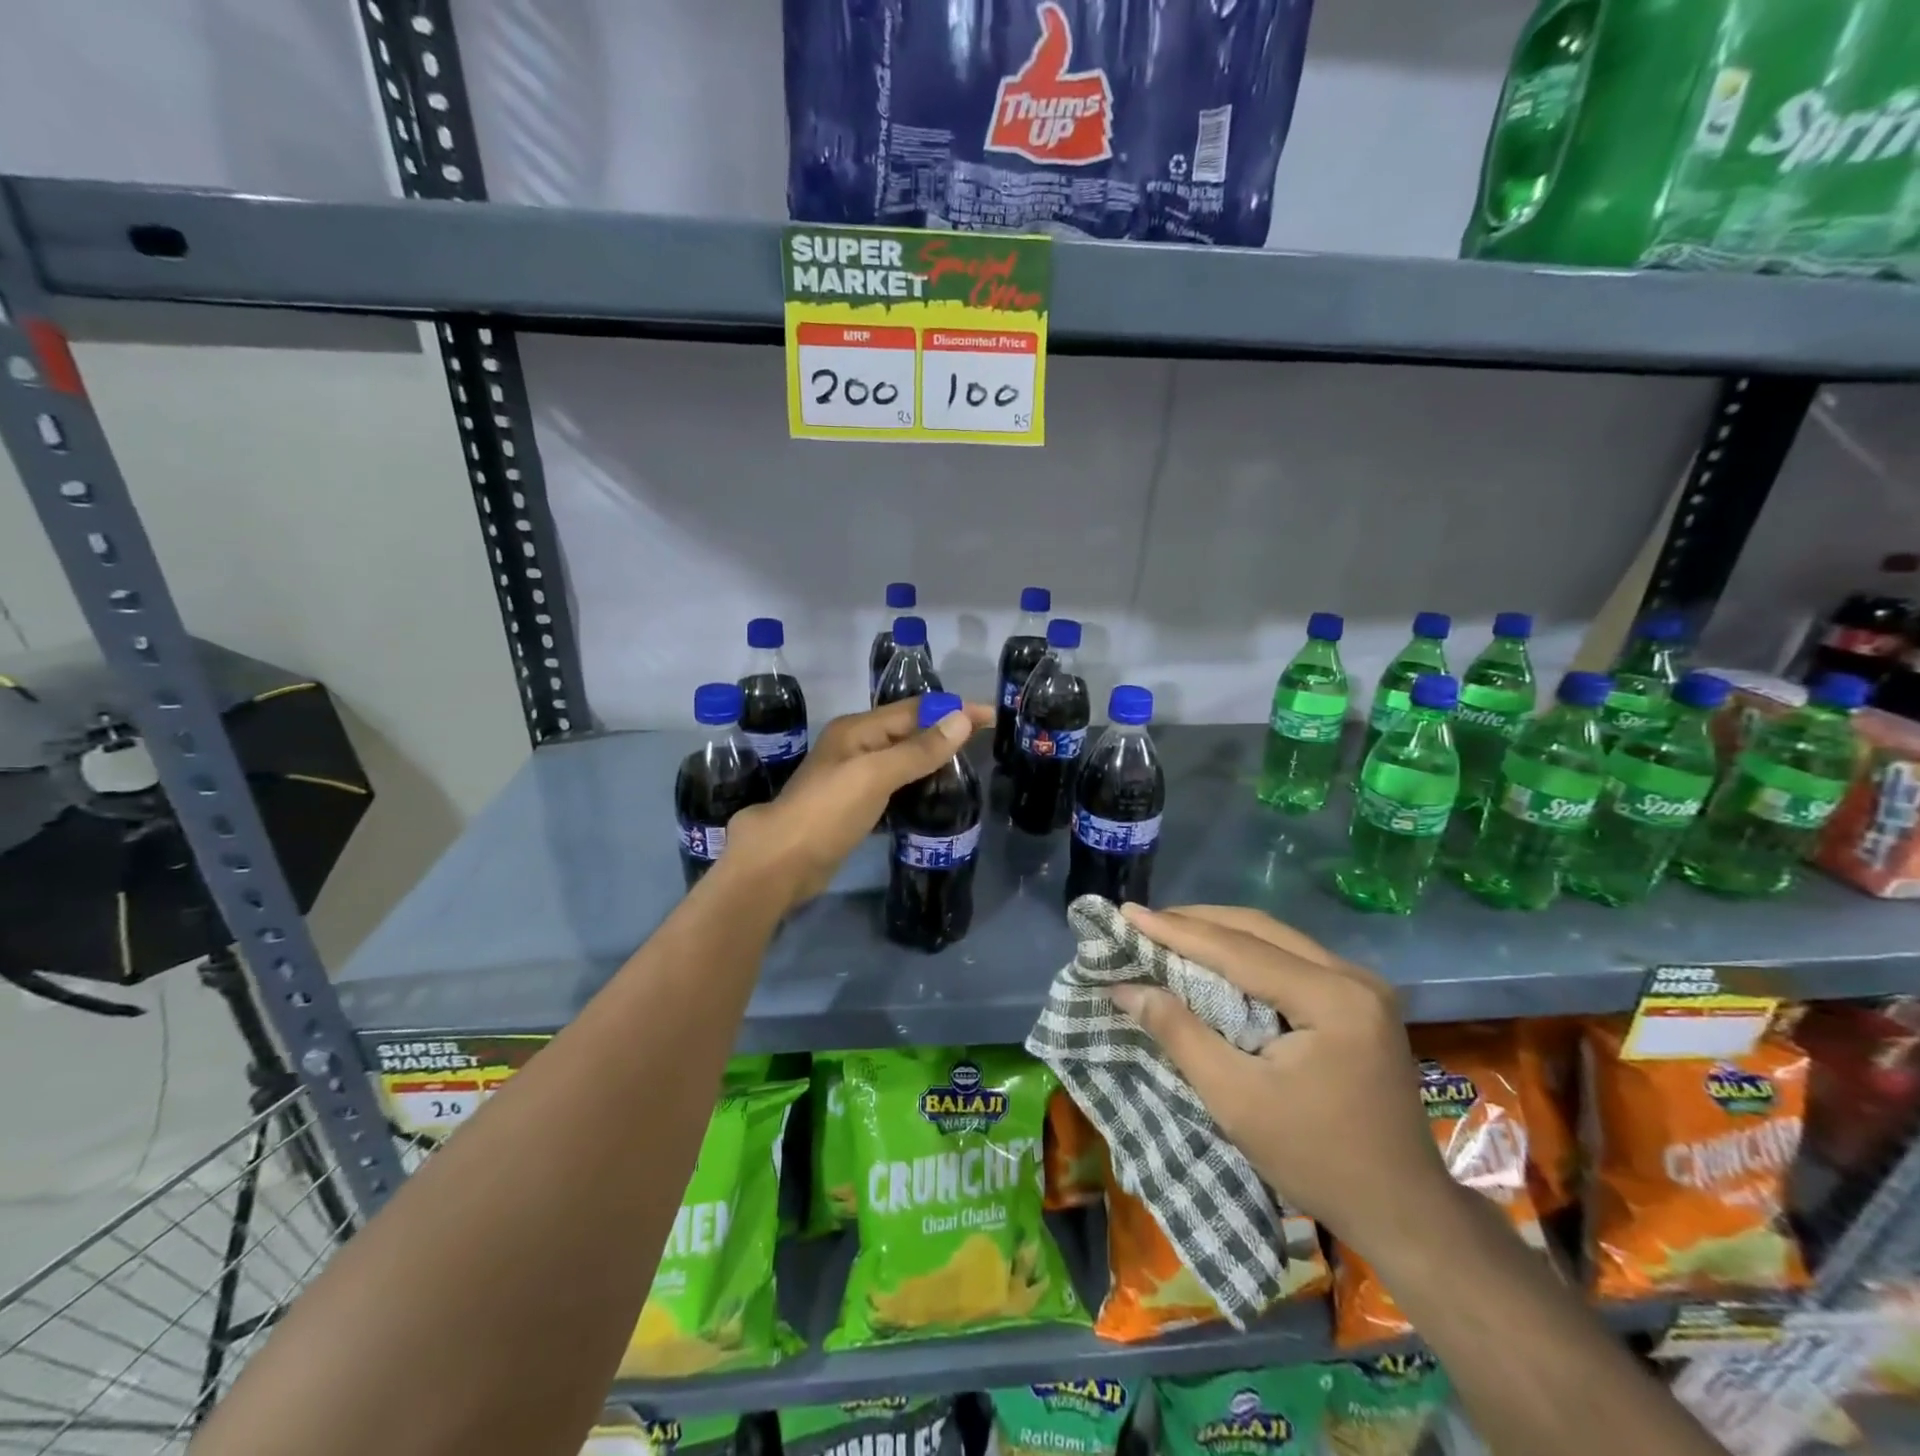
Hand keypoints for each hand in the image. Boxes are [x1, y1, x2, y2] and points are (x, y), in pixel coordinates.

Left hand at [726, 696, 992, 908]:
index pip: (915, 710)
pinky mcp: (854, 806)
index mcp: (858, 730)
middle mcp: (855, 746)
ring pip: (901, 759)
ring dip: (932, 758)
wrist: (781, 862)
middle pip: (908, 731)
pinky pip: (894, 785)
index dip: (953, 710)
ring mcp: (852, 777)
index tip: (992, 715)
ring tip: (967, 766)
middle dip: (945, 731)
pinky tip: (935, 795)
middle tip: (985, 742)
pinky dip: (916, 784)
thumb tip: (961, 720)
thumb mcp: (875, 775)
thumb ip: (918, 750)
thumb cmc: (827, 812)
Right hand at [1109, 903, 1452, 1257]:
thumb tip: (1124, 987)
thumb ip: (1180, 1034)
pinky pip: (1290, 958)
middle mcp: (1353, 977)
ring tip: (1168, 933)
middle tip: (1143, 921)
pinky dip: (1245, 953)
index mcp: (1333, 999)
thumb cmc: (1316, 1160)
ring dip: (1220, 934)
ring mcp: (1361, 986)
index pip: (1240, 950)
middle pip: (1260, 929)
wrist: (1402, 1211)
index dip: (1177, 930)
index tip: (1127, 913)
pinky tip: (1214, 959)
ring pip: (1275, 938)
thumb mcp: (1236, 1100)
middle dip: (1197, 922)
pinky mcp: (1358, 1000)